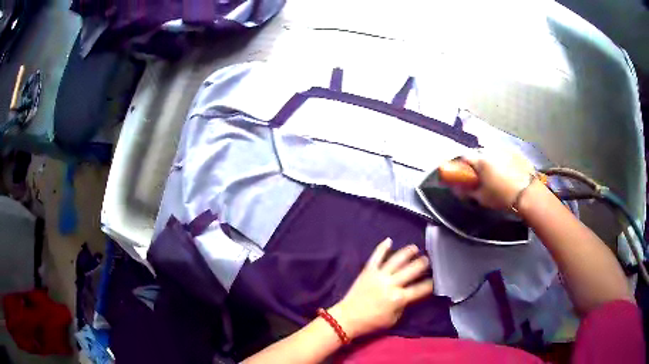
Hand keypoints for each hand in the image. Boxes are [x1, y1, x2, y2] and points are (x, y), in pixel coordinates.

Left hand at [329, 238, 433, 339]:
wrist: (347, 318)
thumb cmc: (372, 322)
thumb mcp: (394, 319)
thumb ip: (404, 305)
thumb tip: (410, 294)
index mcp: (398, 298)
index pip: (420, 289)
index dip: (431, 284)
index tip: (437, 279)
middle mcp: (391, 284)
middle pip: (412, 270)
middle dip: (423, 264)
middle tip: (428, 260)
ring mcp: (379, 275)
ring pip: (397, 260)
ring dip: (407, 252)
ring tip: (415, 248)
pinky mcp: (368, 271)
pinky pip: (376, 256)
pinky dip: (382, 247)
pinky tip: (389, 240)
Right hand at [461, 148, 536, 209]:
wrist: (528, 194)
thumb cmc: (503, 197)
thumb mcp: (482, 198)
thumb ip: (467, 191)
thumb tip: (456, 188)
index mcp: (480, 160)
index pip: (464, 156)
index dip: (461, 165)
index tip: (463, 173)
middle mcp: (491, 149)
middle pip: (479, 153)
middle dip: (477, 162)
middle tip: (481, 175)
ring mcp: (505, 148)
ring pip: (492, 151)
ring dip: (490, 159)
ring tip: (495, 172)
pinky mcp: (516, 150)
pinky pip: (504, 152)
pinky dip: (502, 159)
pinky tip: (507, 170)